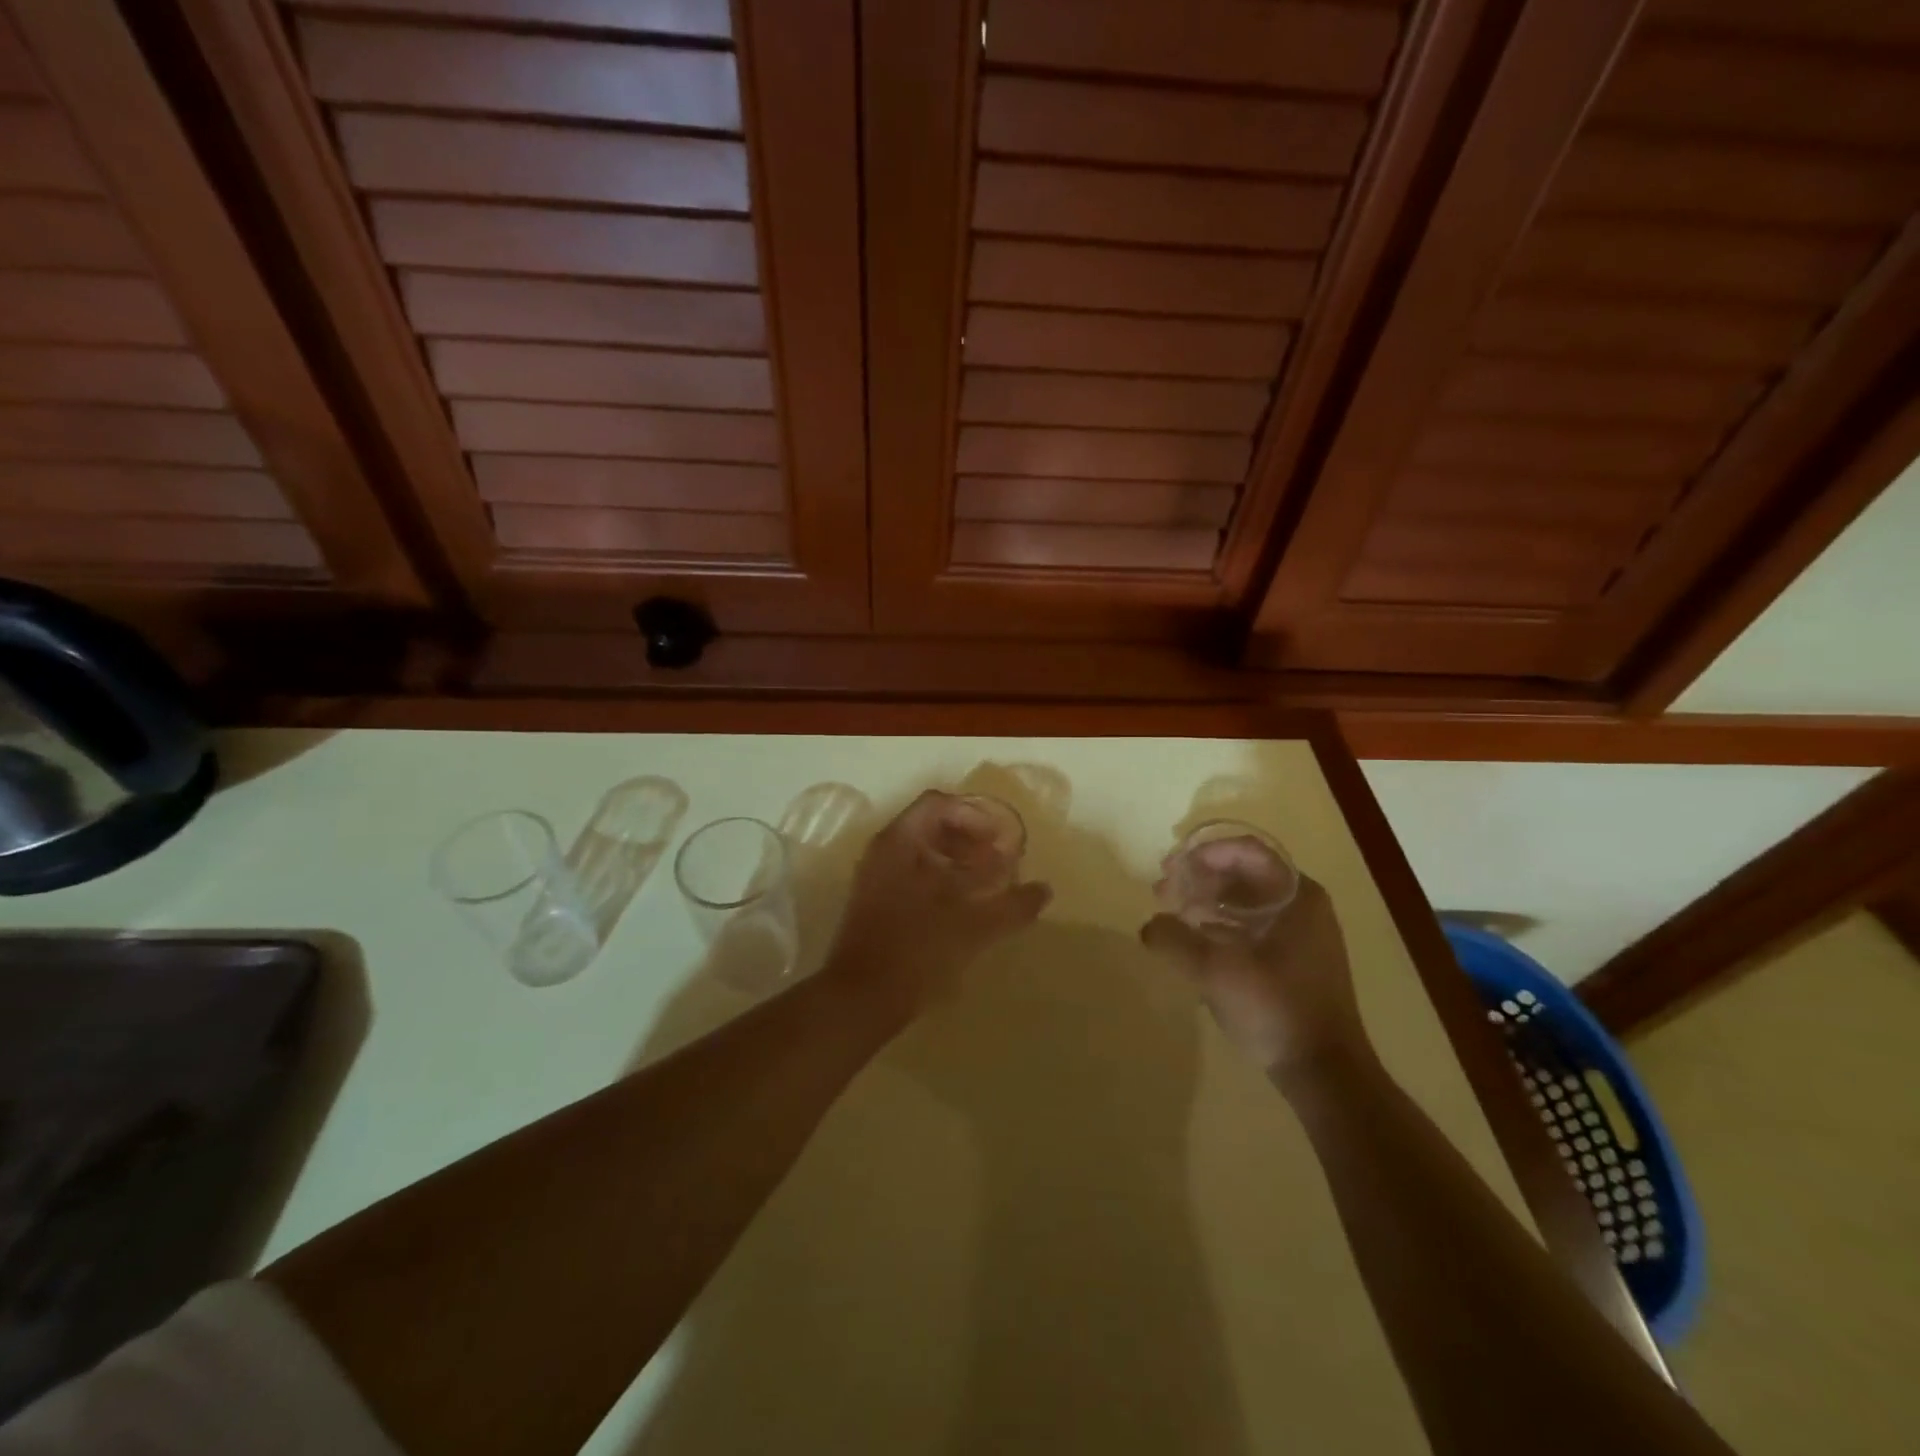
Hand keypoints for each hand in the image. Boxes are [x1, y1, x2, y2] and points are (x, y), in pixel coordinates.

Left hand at [823, 791, 1050, 1024]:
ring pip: (921, 853)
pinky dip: (939, 881)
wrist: (861, 998)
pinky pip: (910, 875)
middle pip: (930, 825)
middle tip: (999, 862)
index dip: (974, 816)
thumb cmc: (918, 949)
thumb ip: (1013, 904)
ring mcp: (874, 877)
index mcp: (901, 840)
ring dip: (956, 861)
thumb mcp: (975, 925)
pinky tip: (961, 909)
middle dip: (969, 839)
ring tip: (986, 886)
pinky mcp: (874, 904)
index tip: (1000, 841)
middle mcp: (883, 851)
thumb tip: (1044, 889)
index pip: (939, 803)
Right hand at [1141, 872, 1366, 1078]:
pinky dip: (1222, 923)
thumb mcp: (1215, 971)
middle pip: (1244, 873)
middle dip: (1199, 877)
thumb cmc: (1276, 1008)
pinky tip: (1197, 940)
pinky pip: (1253, 924)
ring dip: (1207, 900)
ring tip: (1173, 914)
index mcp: (1297, 895)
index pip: (1246, 851)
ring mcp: (1302, 934)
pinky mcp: (1295, 960)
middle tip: (1162, 891)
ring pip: (1247, 900)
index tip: (1170, 868)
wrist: (1325, 1072)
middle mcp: (1304, 906)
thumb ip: (1174, 940)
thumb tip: (1150, 925)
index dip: (1203, 853)